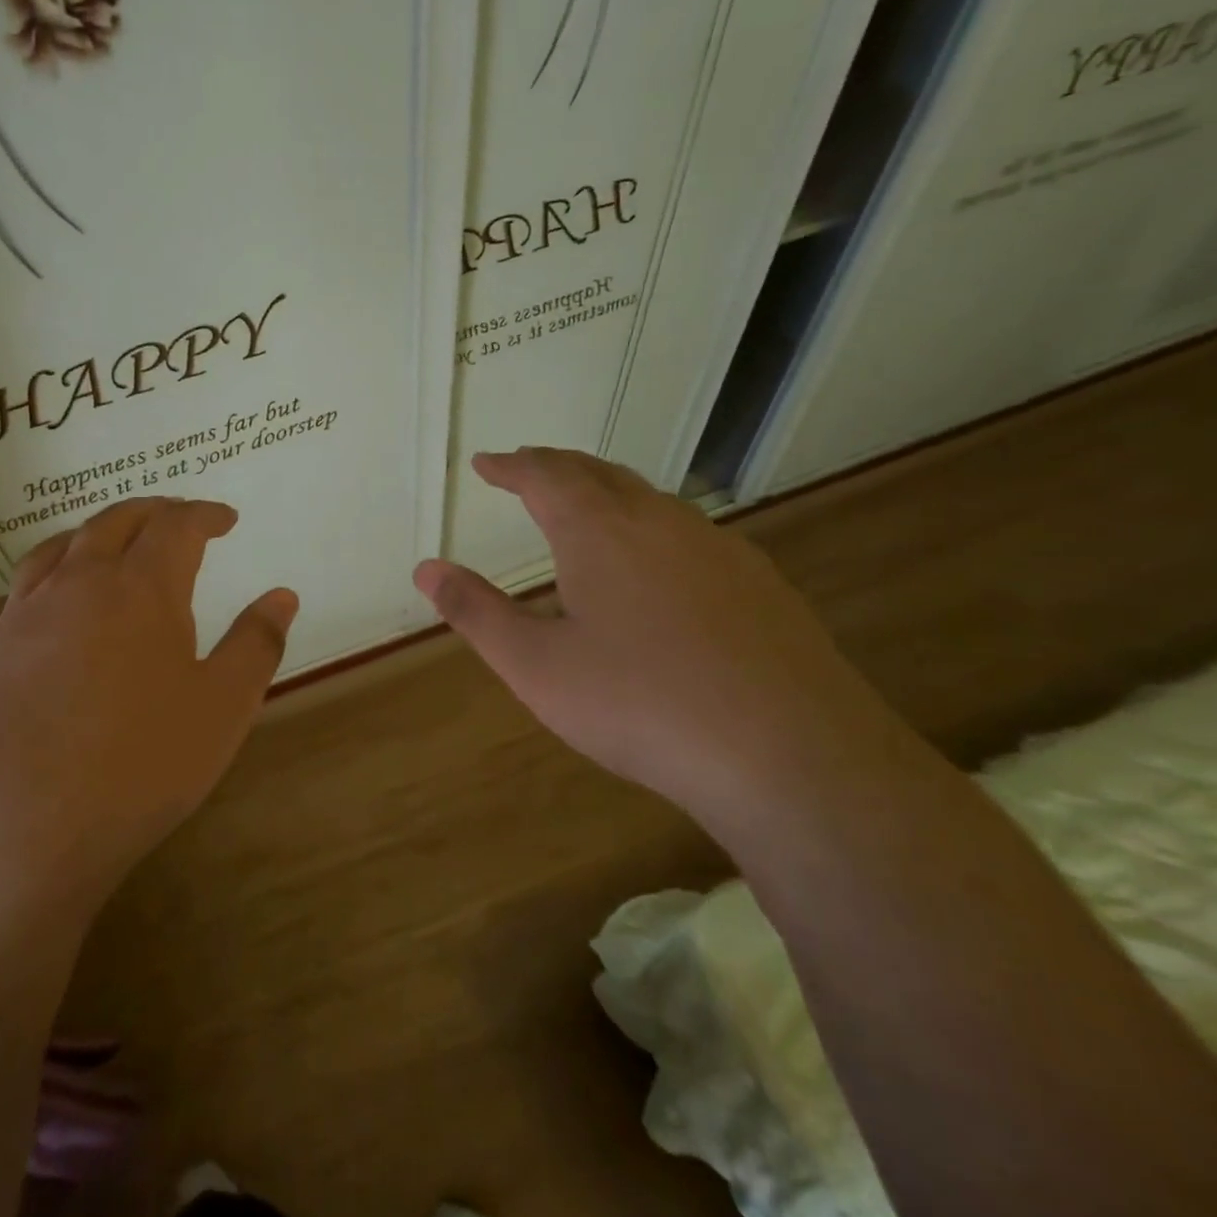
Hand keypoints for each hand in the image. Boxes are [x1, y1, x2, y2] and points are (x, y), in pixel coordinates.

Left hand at [0, 497, 296, 909]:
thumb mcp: (222, 710)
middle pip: (112, 524)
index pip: (177, 526)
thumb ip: (256, 645)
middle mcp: (74, 585)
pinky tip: (31, 614)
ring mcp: (16, 616)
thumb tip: (282, 596)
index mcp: (139, 588)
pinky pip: (3, 603)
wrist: (12, 832)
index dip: (204, 515)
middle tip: (172, 519)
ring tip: (104, 547)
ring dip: (87, 538)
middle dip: (149, 513)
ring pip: (52, 552)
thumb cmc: (137, 767)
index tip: (225, 520)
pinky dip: (29, 593)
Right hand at [414, 447, 902, 807]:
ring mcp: (717, 547)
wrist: (791, 754)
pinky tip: (656, 560)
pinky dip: (650, 523)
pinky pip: (688, 530)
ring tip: (583, 503)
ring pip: (649, 498)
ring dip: (606, 490)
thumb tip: (425, 567)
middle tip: (527, 467)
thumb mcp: (535, 666)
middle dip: (556, 466)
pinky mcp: (760, 582)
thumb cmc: (639, 704)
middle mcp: (658, 521)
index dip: (511, 467)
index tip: (486, 462)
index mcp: (598, 531)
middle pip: (599, 473)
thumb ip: (476, 611)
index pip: (545, 477)